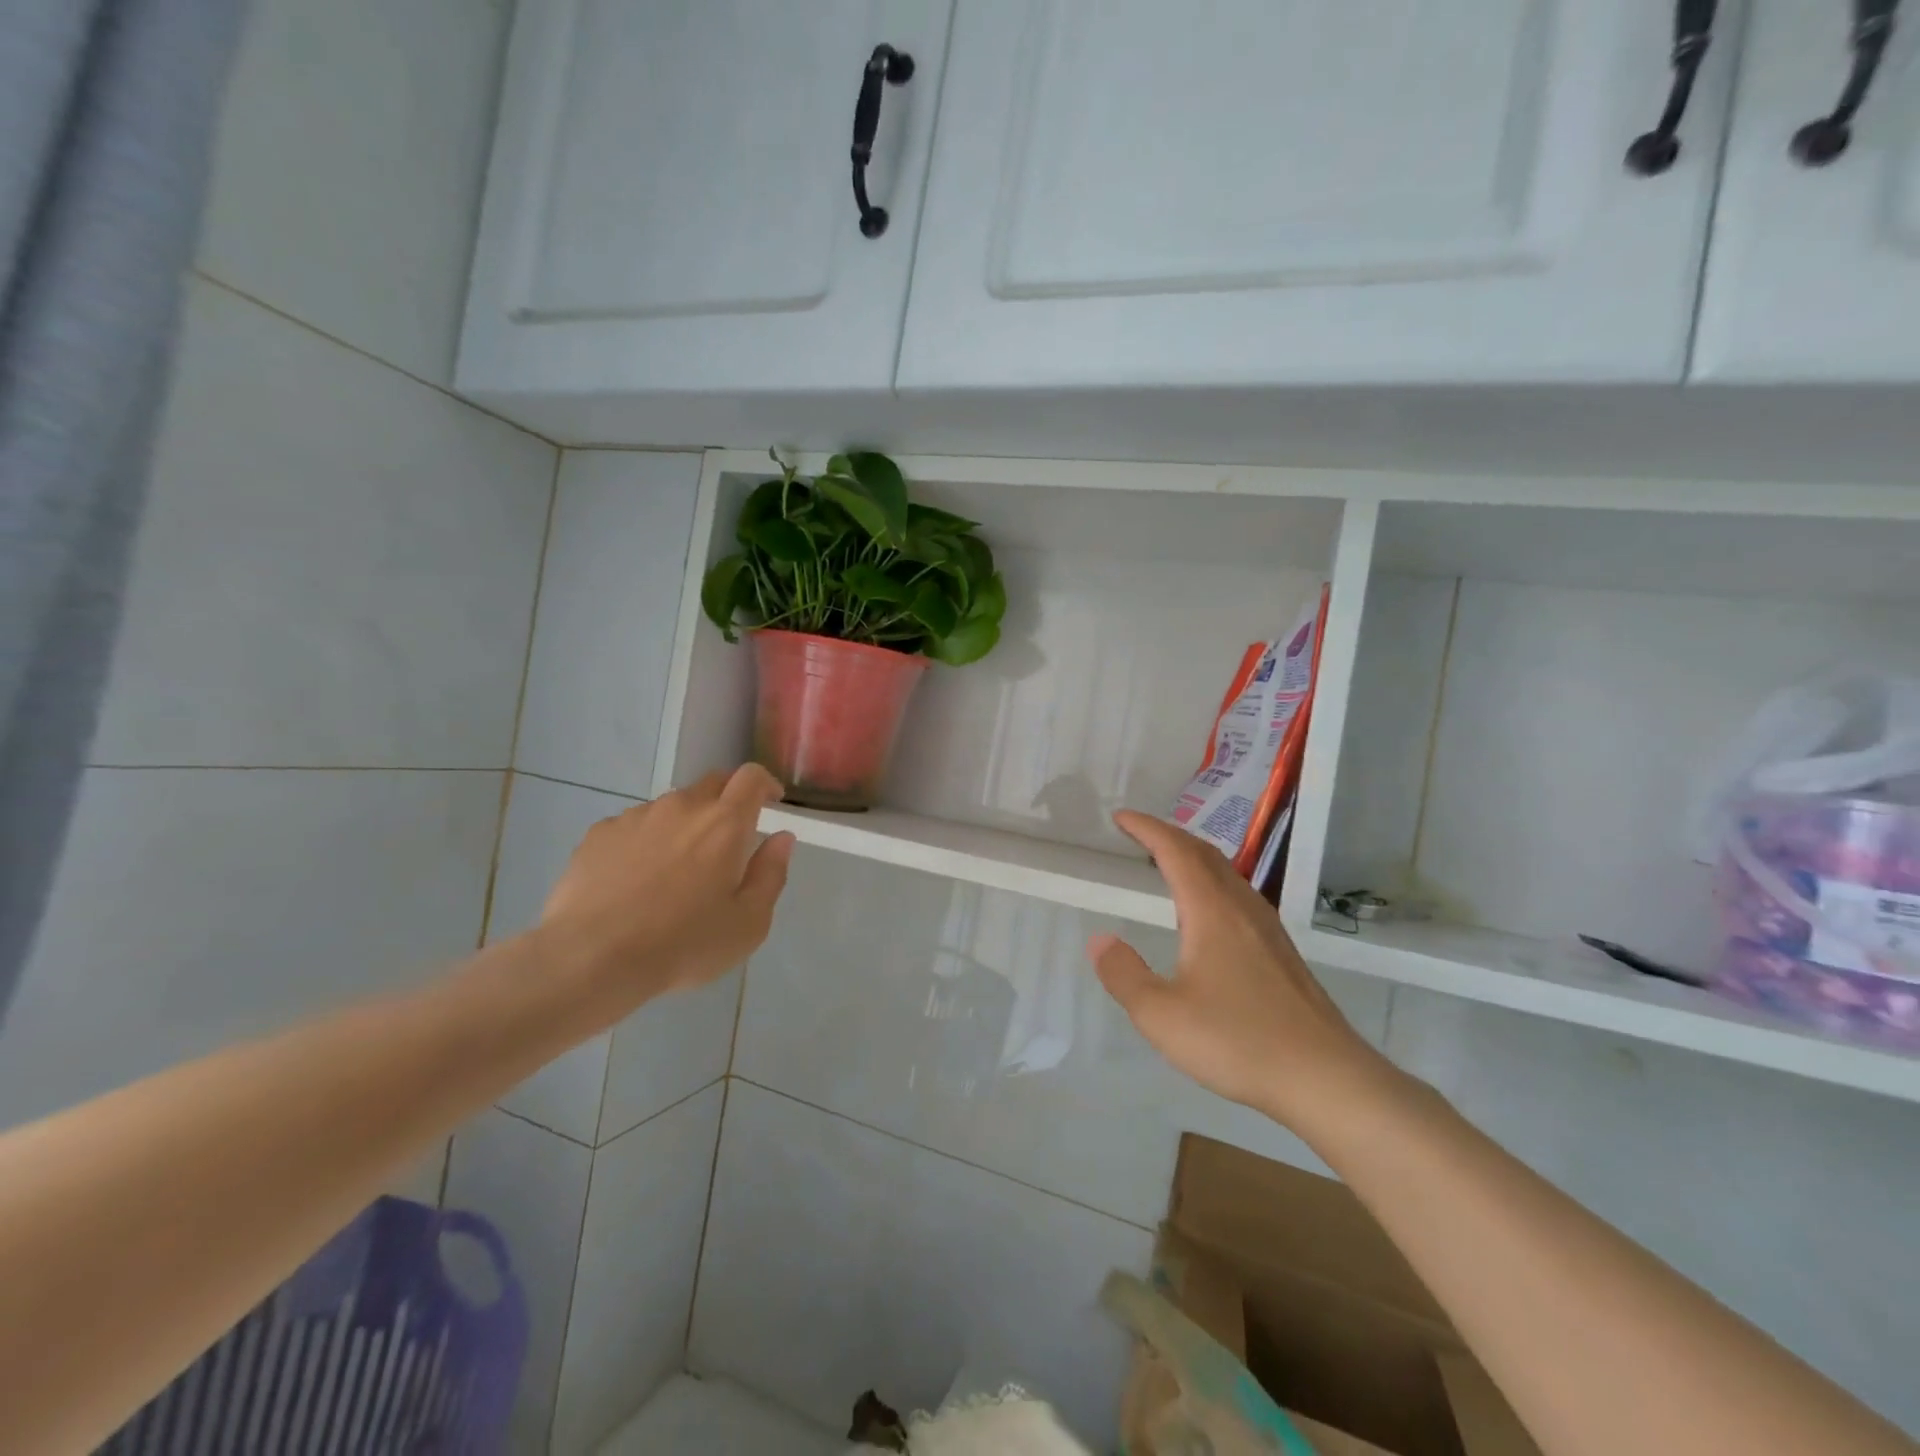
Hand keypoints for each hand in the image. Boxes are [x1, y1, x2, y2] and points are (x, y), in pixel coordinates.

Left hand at [541, 764, 795, 1026]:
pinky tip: (636, 880)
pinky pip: (634, 826)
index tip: (771, 801)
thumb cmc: (682, 944)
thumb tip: (782, 839)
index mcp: (724, 824)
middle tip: (728, 841)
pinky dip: (646, 841)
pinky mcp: (599, 833)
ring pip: (671, 807)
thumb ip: (771, 874)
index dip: (765, 783)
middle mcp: (681, 807)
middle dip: (727, 801)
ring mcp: (636, 817)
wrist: (591, 959)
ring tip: (676, 869)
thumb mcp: (748, 923)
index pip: (751, 777)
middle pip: (712, 784)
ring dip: (684, 824)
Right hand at [1088, 810, 1389, 1127]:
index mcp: (1212, 910)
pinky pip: (1238, 894)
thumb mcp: (1161, 1015)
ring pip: (1226, 873)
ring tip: (1167, 863)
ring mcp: (1268, 928)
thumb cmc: (1238, 1040)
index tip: (1120, 817)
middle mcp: (1242, 907)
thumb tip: (1100, 940)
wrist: (1325, 1078)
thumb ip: (1124, 974)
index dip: (1146, 828)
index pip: (1175, 851)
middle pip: (1204, 853)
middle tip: (1138, 833)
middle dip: (1169, 835)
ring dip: (1193, 857)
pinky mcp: (1281, 952)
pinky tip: (1207, 912)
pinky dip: (1211, 882)